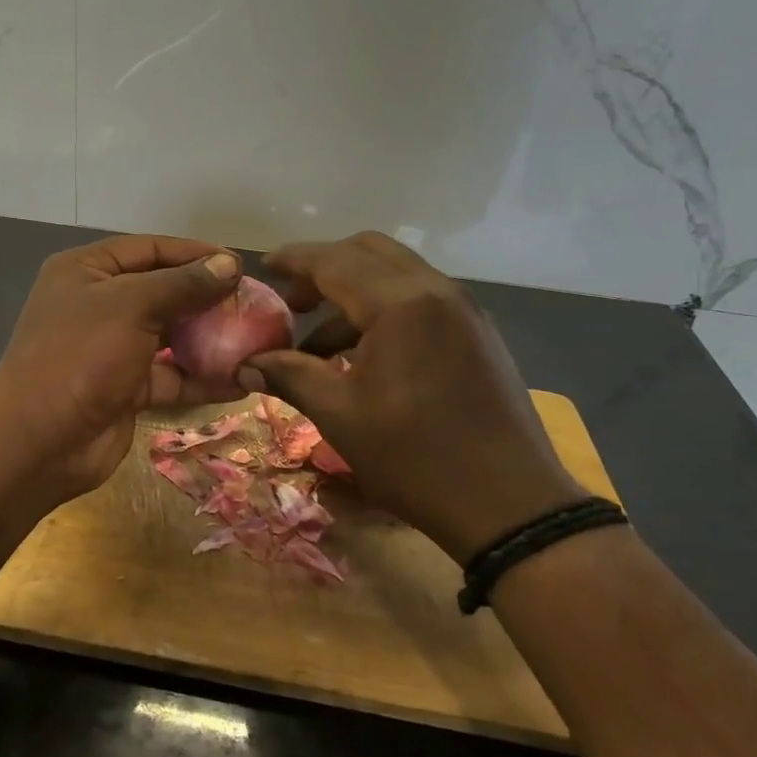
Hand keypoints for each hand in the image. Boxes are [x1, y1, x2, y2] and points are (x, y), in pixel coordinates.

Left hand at [0, 235, 244, 498]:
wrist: (38, 442)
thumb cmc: (81, 356)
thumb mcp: (131, 307)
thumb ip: (182, 284)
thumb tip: (230, 264)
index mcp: (87, 271)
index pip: (150, 249)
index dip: (195, 254)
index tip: (239, 265)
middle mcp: (99, 304)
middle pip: (163, 292)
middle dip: (207, 298)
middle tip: (253, 304)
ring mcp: (112, 348)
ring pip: (170, 336)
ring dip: (209, 339)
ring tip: (255, 340)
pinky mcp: (126, 388)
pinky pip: (170, 375)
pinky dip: (201, 378)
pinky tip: (241, 381)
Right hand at [240, 232, 587, 562]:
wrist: (511, 505)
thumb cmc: (416, 458)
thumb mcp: (341, 416)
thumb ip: (290, 376)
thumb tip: (245, 364)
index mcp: (400, 304)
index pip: (334, 261)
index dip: (294, 260)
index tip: (264, 267)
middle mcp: (435, 291)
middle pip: (369, 252)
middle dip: (325, 268)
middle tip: (293, 303)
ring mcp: (463, 310)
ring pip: (397, 274)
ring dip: (353, 292)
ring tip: (319, 345)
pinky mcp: (477, 333)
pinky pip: (420, 299)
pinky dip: (384, 309)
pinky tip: (364, 357)